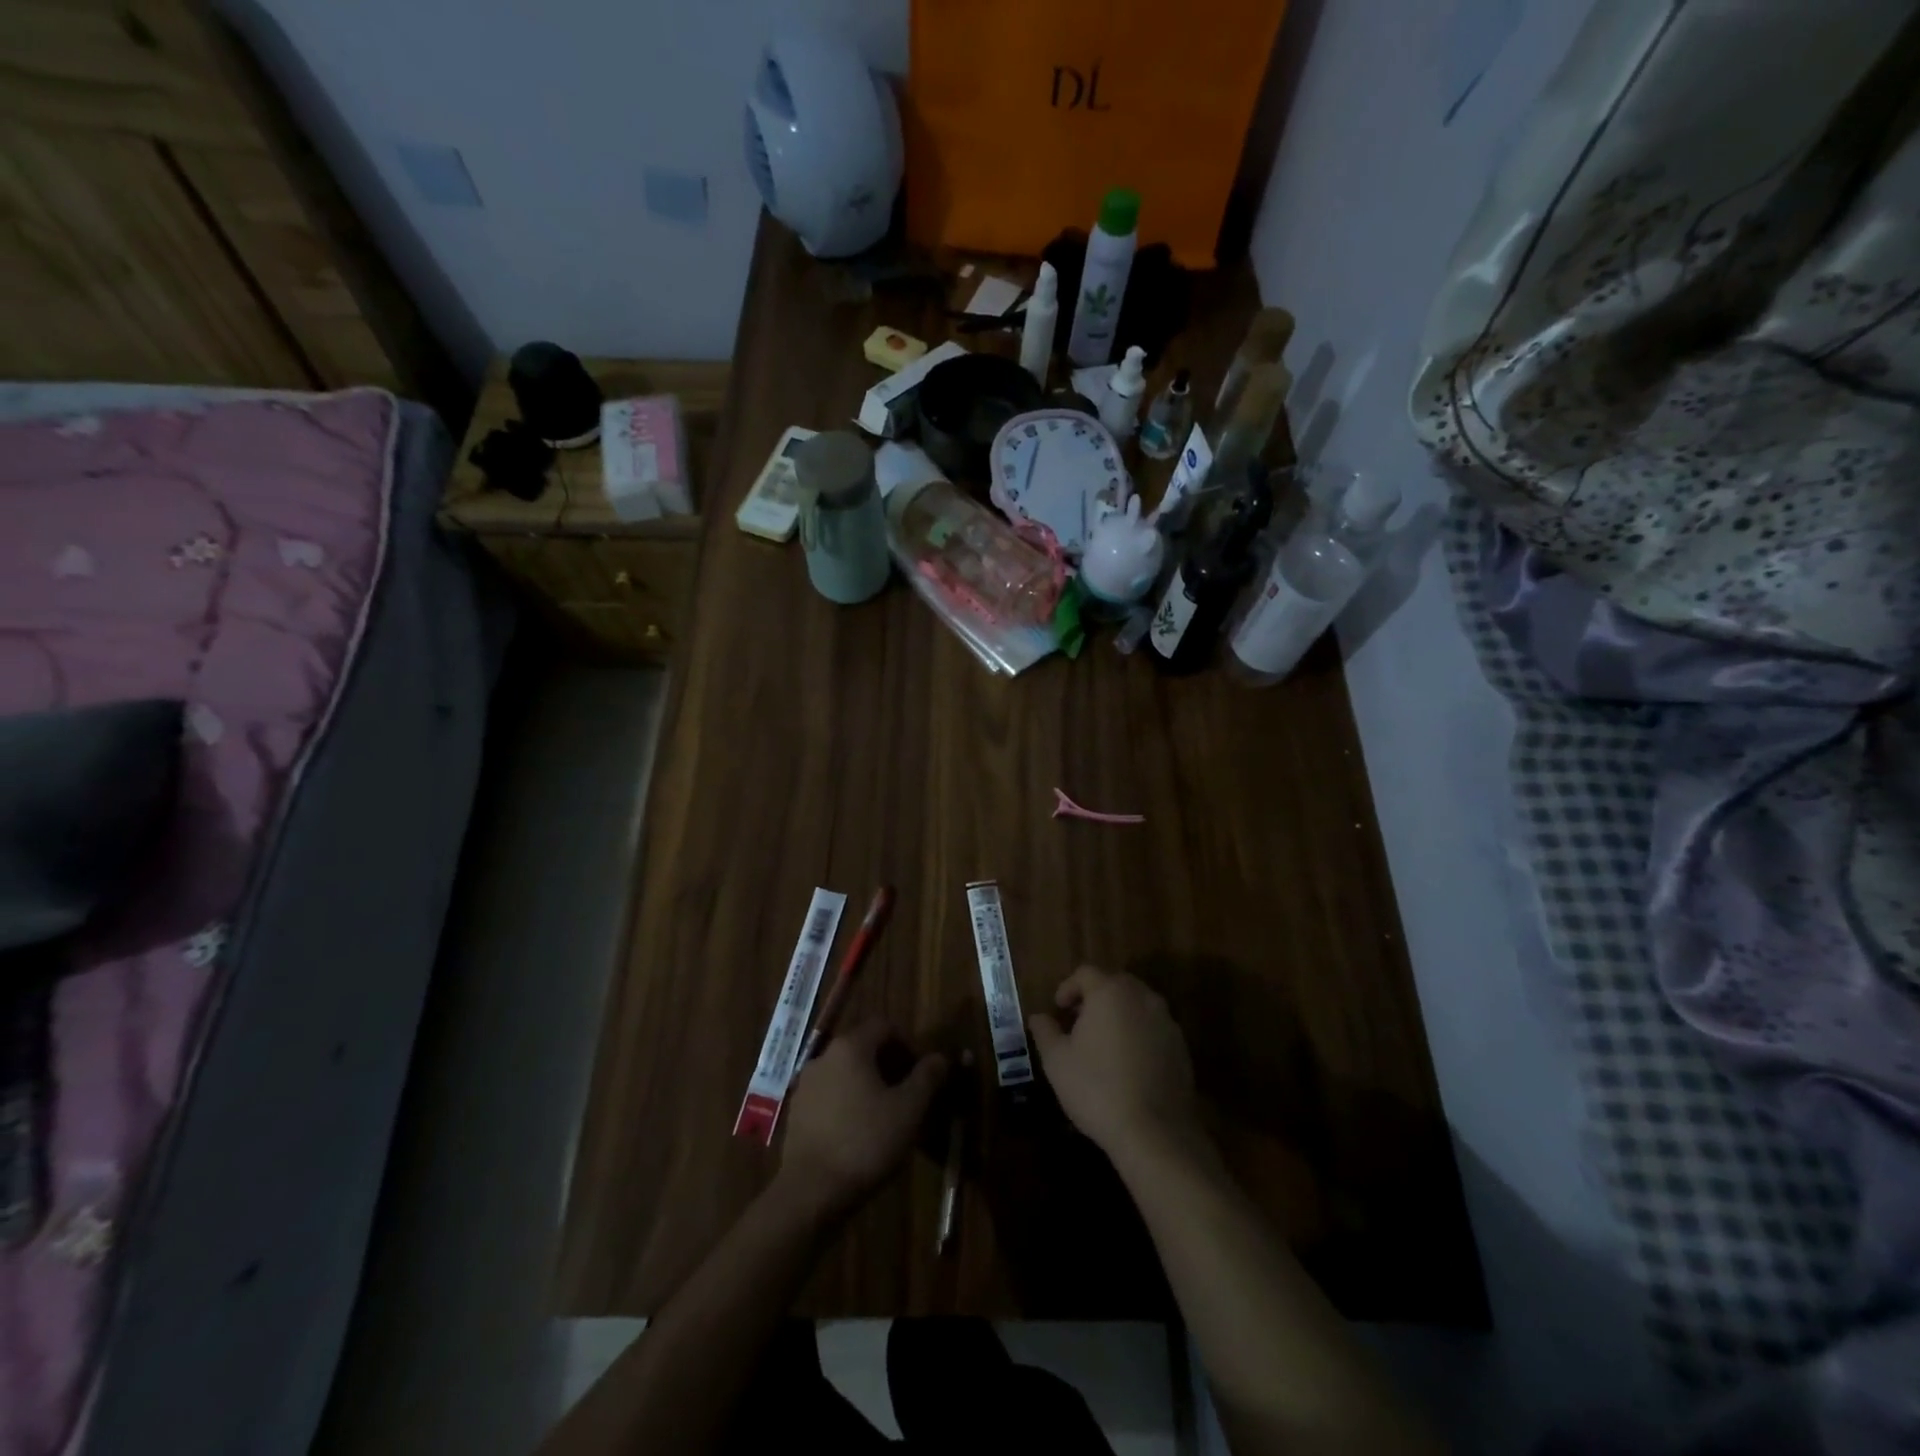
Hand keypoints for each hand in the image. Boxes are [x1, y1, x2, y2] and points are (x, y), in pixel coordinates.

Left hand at [775, 1018, 947, 1222]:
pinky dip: (848, 1104)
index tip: (922, 1073)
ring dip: (868, 1086)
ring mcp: (806, 1085)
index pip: (884, 1026)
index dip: (908, 1044)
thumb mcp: (908, 1110)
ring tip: (887, 1117)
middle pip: (864, 1047)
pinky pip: (830, 1096)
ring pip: (846, 1073)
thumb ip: (927, 1078)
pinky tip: (860, 1134)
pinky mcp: (797, 1113)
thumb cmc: (866, 1142)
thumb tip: (939, 1057)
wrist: (810, 1192)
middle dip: (889, 1066)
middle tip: (909, 1095)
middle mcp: (824, 1057)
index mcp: (851, 1047)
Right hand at [1028, 966, 1200, 1163]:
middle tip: (1078, 1022)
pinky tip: (1128, 1063)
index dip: (1068, 987)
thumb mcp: (1057, 1061)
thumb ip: (1045, 1031)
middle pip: (1114, 983)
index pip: (1085, 973)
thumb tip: (1038, 1017)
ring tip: (1103, 1043)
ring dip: (1119, 1014)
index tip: (1058, 1009)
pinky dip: (1139, 1034)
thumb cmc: (1097, 1088)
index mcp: (1110, 992)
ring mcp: (1166, 1021)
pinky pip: (1154, 1028)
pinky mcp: (1181, 1047)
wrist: (1154, 1131)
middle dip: (1094, 997)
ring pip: (1137, 1005)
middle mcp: (1142, 997)